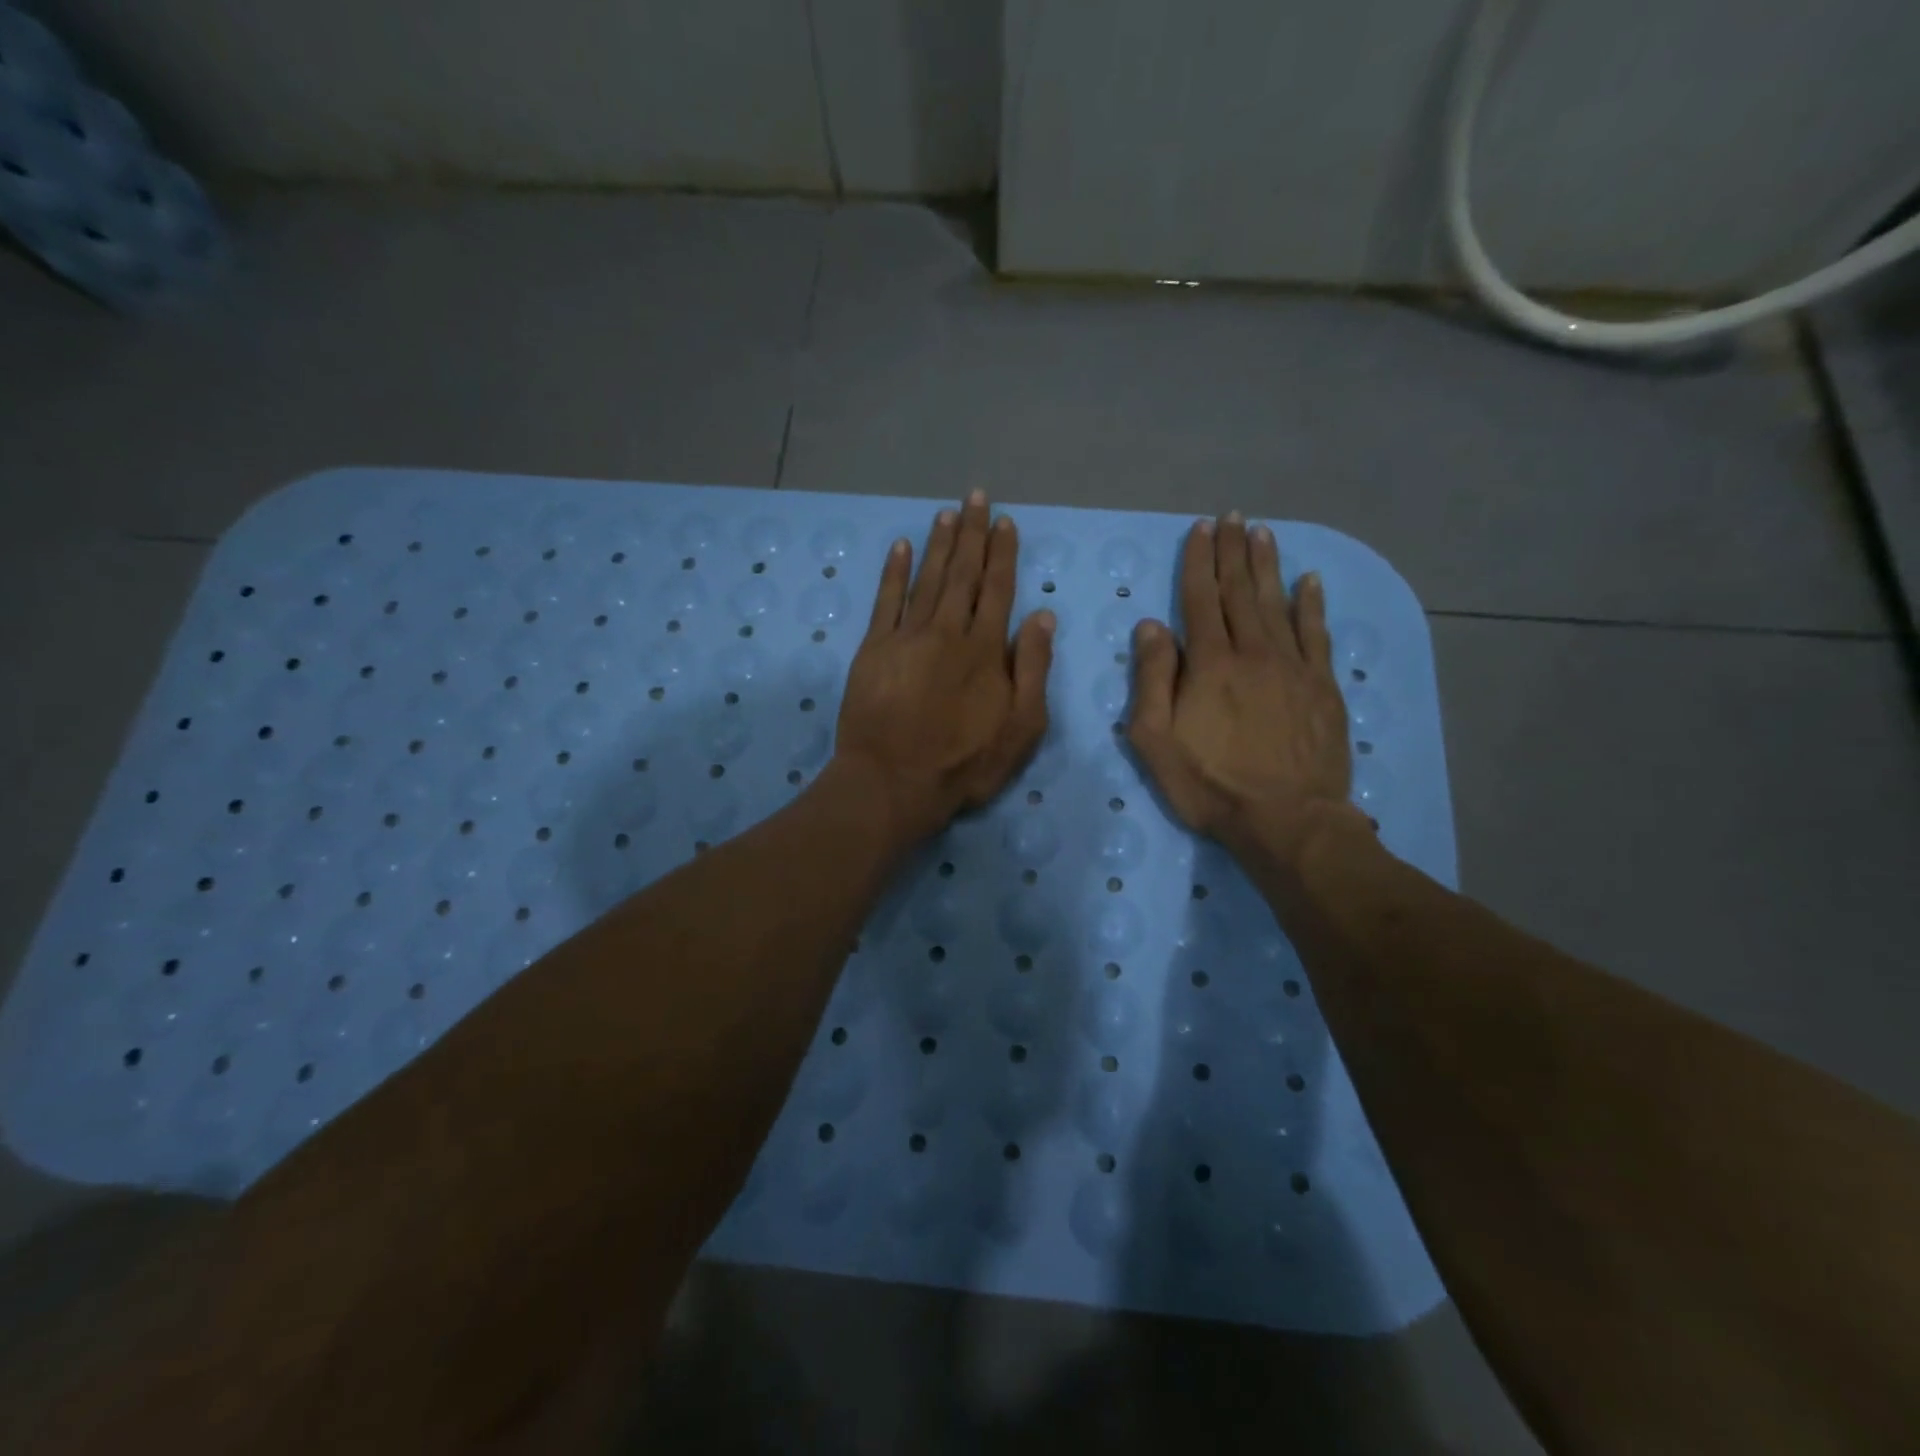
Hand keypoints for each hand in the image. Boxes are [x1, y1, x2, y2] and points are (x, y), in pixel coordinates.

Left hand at [834, 491, 1054, 843]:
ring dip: (938, 544)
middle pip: (963, 574)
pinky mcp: (873, 649)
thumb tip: (1043, 617)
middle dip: (972, 534)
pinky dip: (893, 572)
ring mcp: (906, 637)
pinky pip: (886, 600)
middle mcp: (947, 631)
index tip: (1005, 522)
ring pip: (927, 579)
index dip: (1003, 554)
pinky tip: (900, 547)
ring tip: (947, 513)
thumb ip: (1033, 669)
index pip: (998, 589)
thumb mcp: (1021, 727)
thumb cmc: (964, 763)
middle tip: (975, 497)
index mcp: (985, 649)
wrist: (893, 782)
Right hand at [1128, 513, 1355, 865]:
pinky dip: (1312, 604)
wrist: (1286, 820)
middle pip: (1240, 591)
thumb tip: (1151, 626)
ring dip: (1268, 566)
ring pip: (1278, 603)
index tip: (1199, 529)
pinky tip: (1309, 581)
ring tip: (1262, 533)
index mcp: (1209, 664)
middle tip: (1232, 517)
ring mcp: (1293, 667)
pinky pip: (1317, 634)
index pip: (1199, 599)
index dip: (1198, 561)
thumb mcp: (1155, 740)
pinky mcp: (1322, 686)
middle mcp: (1252, 652)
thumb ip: (1152, 679)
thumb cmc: (1210, 785)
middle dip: (1232, 551)